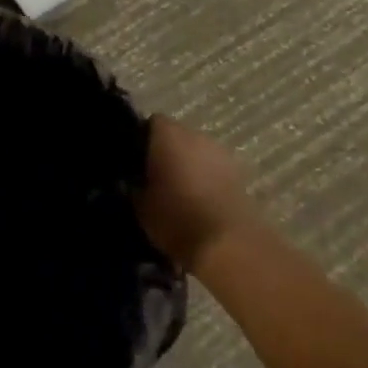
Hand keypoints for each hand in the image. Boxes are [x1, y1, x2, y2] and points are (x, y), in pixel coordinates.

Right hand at [134, 116, 258, 271]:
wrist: (228, 244)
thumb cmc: (176, 217)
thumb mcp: (138, 205)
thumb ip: (131, 185)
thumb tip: (128, 180)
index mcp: (169, 135)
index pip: (150, 123)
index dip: (140, 139)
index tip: (131, 160)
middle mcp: (197, 135)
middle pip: (176, 136)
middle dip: (165, 151)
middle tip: (151, 176)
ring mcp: (222, 154)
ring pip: (197, 152)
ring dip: (187, 165)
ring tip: (175, 191)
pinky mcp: (239, 175)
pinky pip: (213, 170)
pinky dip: (205, 179)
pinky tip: (196, 201)